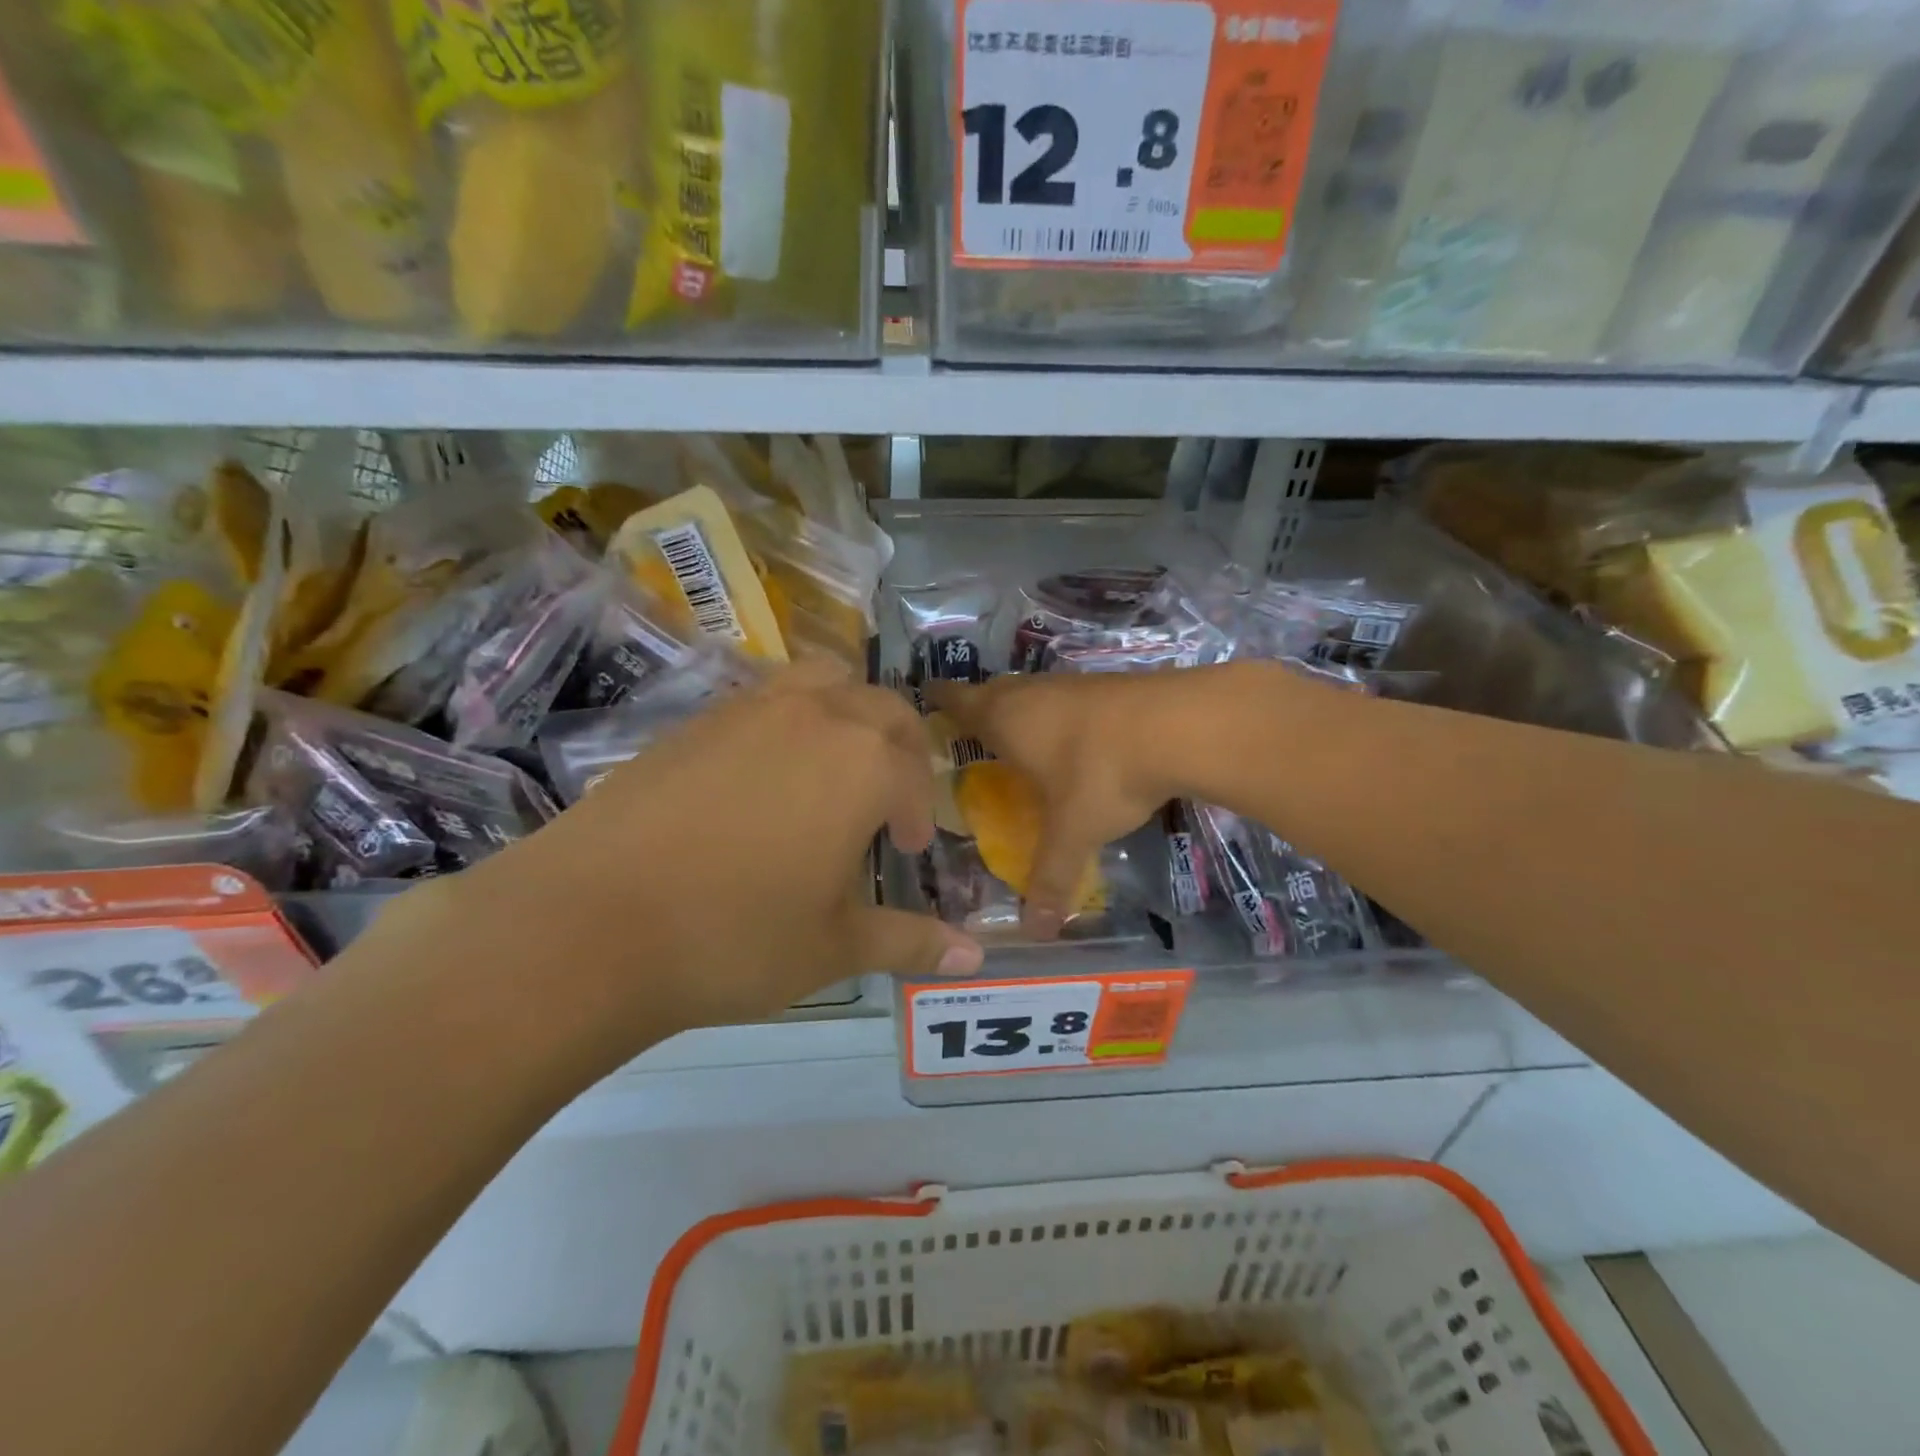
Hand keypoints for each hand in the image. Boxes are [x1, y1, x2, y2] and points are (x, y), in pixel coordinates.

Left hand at [375, 662, 983, 1071]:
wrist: (587, 923)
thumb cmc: (734, 937)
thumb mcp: (834, 946)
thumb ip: (910, 940)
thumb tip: (974, 957)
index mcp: (863, 762)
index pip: (914, 774)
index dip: (919, 813)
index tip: (909, 851)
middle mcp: (815, 716)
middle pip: (882, 707)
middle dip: (900, 748)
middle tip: (887, 801)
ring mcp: (749, 708)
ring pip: (823, 681)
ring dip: (847, 714)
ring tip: (834, 767)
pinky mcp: (694, 718)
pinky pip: (765, 697)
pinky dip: (789, 719)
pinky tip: (763, 777)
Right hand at [932, 670, 1203, 937]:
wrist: (1179, 725)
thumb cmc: (1102, 774)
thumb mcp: (1073, 832)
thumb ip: (1050, 878)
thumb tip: (1032, 931)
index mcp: (1005, 719)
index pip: (957, 700)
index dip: (940, 701)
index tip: (927, 702)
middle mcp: (1031, 693)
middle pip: (991, 691)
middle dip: (977, 707)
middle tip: (969, 732)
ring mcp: (1071, 684)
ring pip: (1031, 691)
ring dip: (1020, 709)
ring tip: (1018, 738)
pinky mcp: (1107, 684)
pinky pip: (1065, 697)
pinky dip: (1057, 713)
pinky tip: (1072, 737)